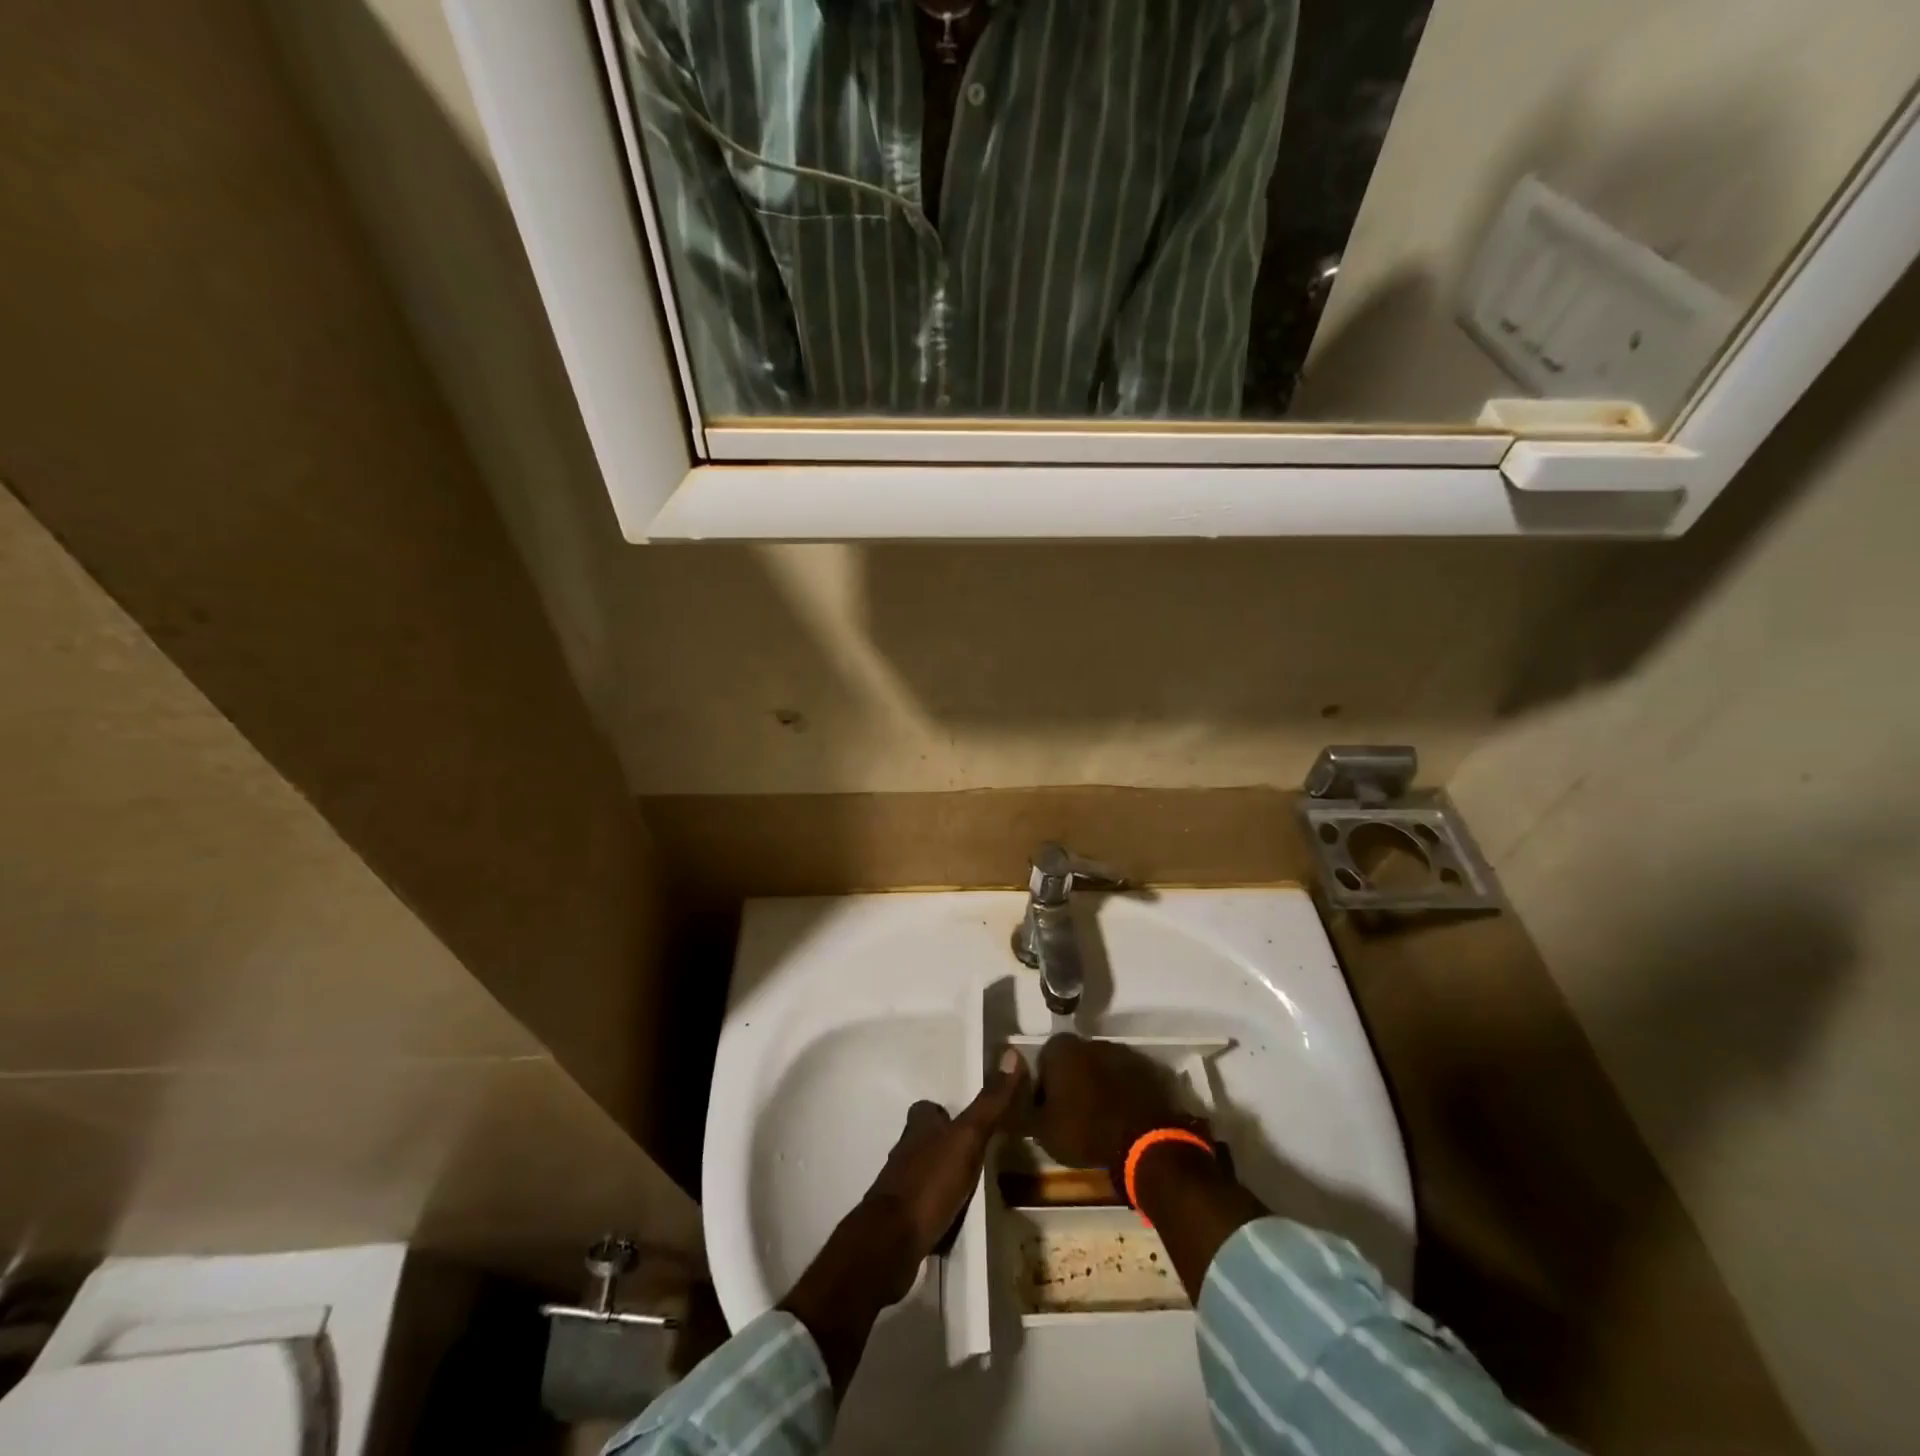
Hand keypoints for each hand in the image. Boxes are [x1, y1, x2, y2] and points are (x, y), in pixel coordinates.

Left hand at [857, 1048, 1027, 1301]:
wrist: (892, 1241)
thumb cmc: (931, 1181)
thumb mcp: (968, 1137)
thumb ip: (990, 1102)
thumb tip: (1011, 1054)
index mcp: (918, 1128)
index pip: (927, 1109)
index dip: (943, 1111)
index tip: (966, 1118)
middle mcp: (904, 1152)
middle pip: (923, 1140)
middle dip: (944, 1143)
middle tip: (973, 1153)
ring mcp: (898, 1187)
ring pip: (921, 1171)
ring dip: (940, 1175)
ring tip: (967, 1186)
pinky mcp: (899, 1220)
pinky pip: (920, 1205)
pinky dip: (934, 1207)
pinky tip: (950, 1217)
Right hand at [1033, 1034, 1194, 1176]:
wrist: (1144, 1140)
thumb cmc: (1084, 1130)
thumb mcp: (1041, 1129)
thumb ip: (1019, 1109)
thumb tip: (1002, 1097)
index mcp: (1062, 1049)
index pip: (1043, 1060)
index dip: (1042, 1087)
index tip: (1047, 1111)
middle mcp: (1092, 1041)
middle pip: (1073, 1061)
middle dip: (1071, 1082)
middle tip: (1072, 1115)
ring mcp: (1123, 1053)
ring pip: (1101, 1068)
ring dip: (1098, 1086)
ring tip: (1099, 1119)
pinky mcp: (1148, 1069)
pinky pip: (1126, 1079)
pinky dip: (1122, 1093)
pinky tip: (1122, 1118)